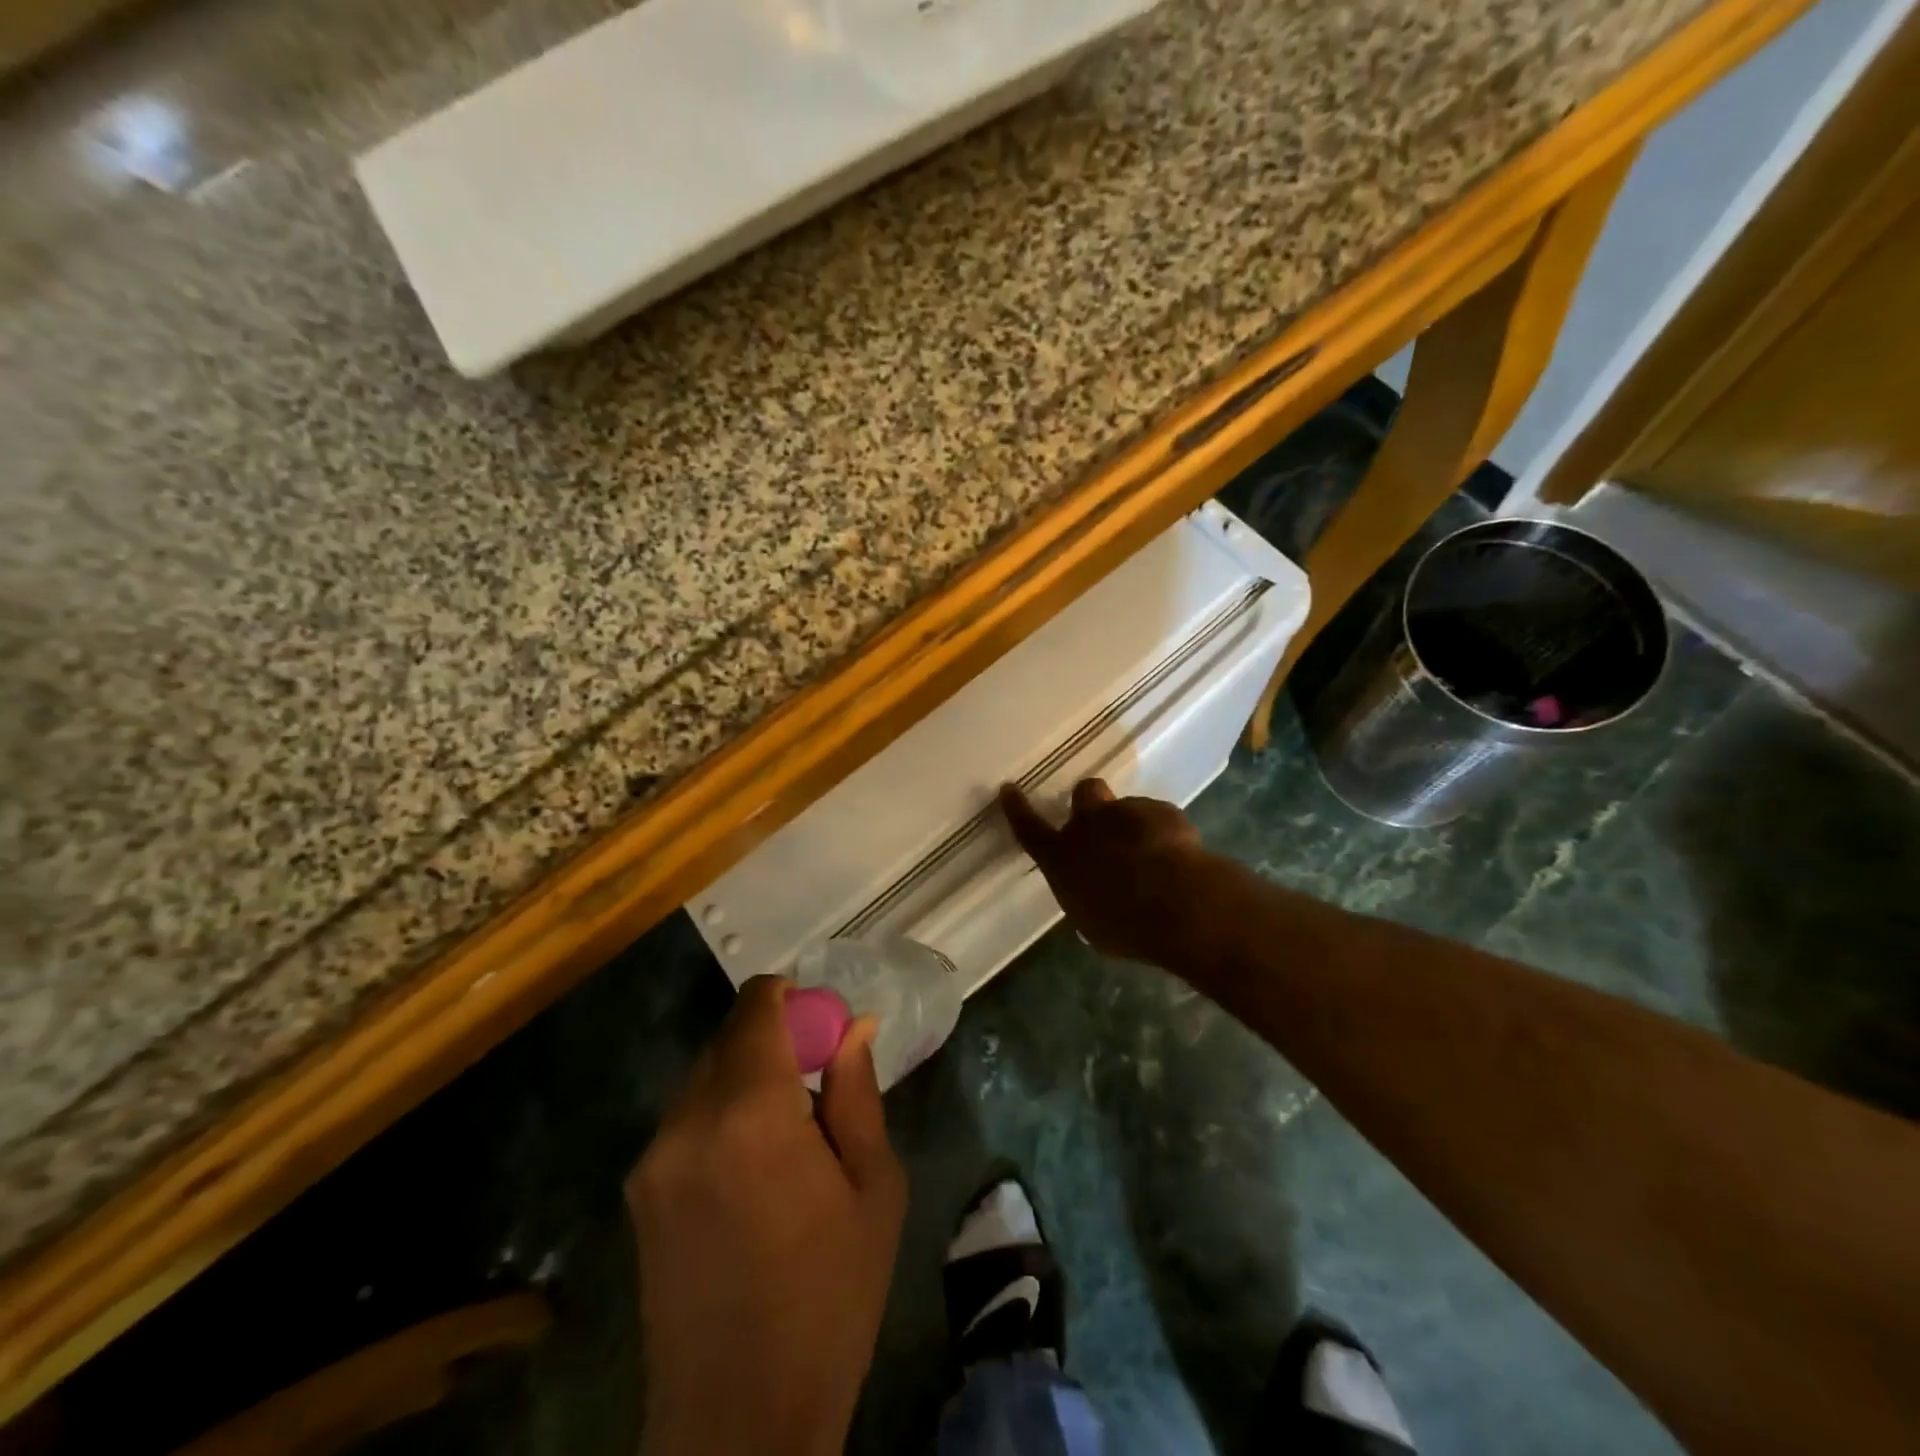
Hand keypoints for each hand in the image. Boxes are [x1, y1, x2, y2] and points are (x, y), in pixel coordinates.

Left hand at [627, 975, 906, 1455]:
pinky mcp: (639, 1190)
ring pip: (706, 1074)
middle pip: (729, 1036)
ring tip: (788, 1131)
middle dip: (774, 1036)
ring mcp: (654, 1158)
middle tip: (817, 1077)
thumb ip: (857, 1093)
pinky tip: (751, 1168)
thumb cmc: (829, 1298)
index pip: (757, 1007)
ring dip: (748, 1075)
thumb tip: (855, 1025)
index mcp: (750, 1114)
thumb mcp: (872, 1189)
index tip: (823, 1023)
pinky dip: (722, 1111)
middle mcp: (688, 1121)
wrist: (739, 1421)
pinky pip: (687, 1117)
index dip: (791, 998)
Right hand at [1000, 778, 1211, 968]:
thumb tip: (1093, 894)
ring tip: (1157, 860)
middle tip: (1105, 824)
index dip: (1017, 809)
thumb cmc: (1125, 925)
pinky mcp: (1162, 811)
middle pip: (1084, 793)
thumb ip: (1087, 897)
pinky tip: (1180, 860)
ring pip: (1127, 808)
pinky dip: (1166, 834)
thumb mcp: (1092, 922)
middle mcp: (1089, 826)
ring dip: (1135, 827)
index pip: (1029, 829)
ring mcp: (1127, 812)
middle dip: (1091, 802)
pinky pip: (1160, 818)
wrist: (1177, 903)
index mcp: (1062, 857)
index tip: (1008, 789)